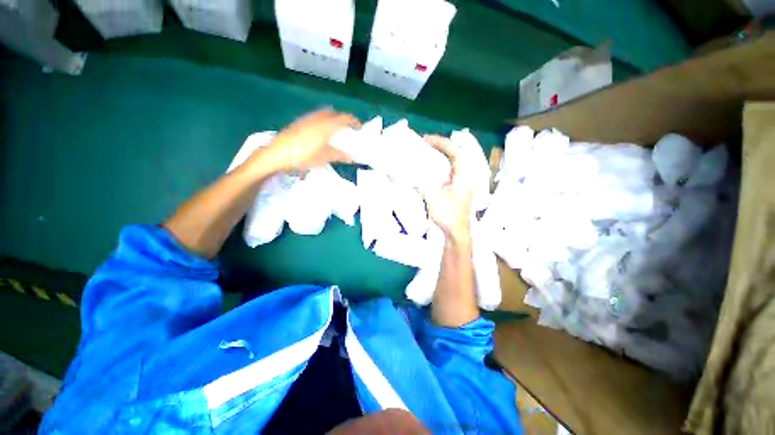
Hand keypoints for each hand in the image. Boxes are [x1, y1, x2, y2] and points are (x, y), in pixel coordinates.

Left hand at [246, 109, 359, 174]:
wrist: (277, 154)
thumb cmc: (303, 156)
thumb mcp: (323, 158)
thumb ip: (339, 156)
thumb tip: (351, 157)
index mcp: (326, 126)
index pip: (344, 118)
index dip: (354, 121)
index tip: (359, 128)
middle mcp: (317, 118)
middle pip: (334, 114)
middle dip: (342, 120)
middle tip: (346, 130)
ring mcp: (307, 119)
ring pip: (323, 114)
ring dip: (332, 120)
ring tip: (334, 132)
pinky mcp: (299, 122)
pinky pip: (315, 118)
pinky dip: (322, 122)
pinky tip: (319, 134)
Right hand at [419, 135, 472, 239]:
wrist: (456, 232)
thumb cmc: (448, 216)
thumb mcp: (433, 199)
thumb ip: (421, 185)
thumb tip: (409, 175)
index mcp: (463, 176)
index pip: (455, 151)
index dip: (441, 143)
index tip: (426, 139)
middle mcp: (465, 175)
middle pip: (455, 153)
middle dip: (440, 145)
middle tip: (425, 141)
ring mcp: (462, 181)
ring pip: (453, 160)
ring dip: (441, 153)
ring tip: (427, 149)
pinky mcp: (457, 186)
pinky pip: (449, 169)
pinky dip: (440, 163)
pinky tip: (431, 165)